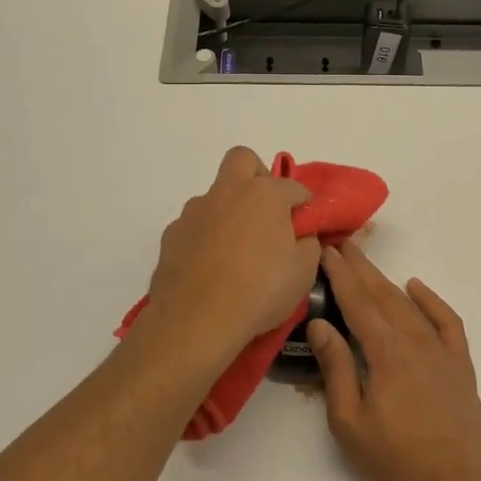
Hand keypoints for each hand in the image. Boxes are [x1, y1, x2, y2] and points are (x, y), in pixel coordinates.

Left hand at [144, 147, 319, 364]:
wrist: (196, 320)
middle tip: (267, 211)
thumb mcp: (303, 272)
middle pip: (243, 160)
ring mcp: (195, 211)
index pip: (293, 186)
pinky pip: (196, 225)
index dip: (304, 204)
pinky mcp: (172, 234)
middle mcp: (227, 192)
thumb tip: (302, 234)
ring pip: (215, 195)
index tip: (307, 224)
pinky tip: (211, 267)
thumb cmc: (260, 291)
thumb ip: (308, 244)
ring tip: (237, 250)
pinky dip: (206, 237)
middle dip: (258, 176)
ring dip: (229, 210)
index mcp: (265, 194)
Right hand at [308, 242, 480, 480]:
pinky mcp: (460, 365)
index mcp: (385, 353)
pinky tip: (416, 288)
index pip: (357, 302)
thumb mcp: (349, 421)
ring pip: (410, 305)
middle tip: (342, 245)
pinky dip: (431, 300)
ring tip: (367, 264)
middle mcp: (414, 341)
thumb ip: (336, 368)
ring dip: (387, 281)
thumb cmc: (394, 461)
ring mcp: (441, 351)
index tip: (327, 251)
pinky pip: (447, 321)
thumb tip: (321, 324)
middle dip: (360, 268)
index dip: (340, 275)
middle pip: (383, 295)